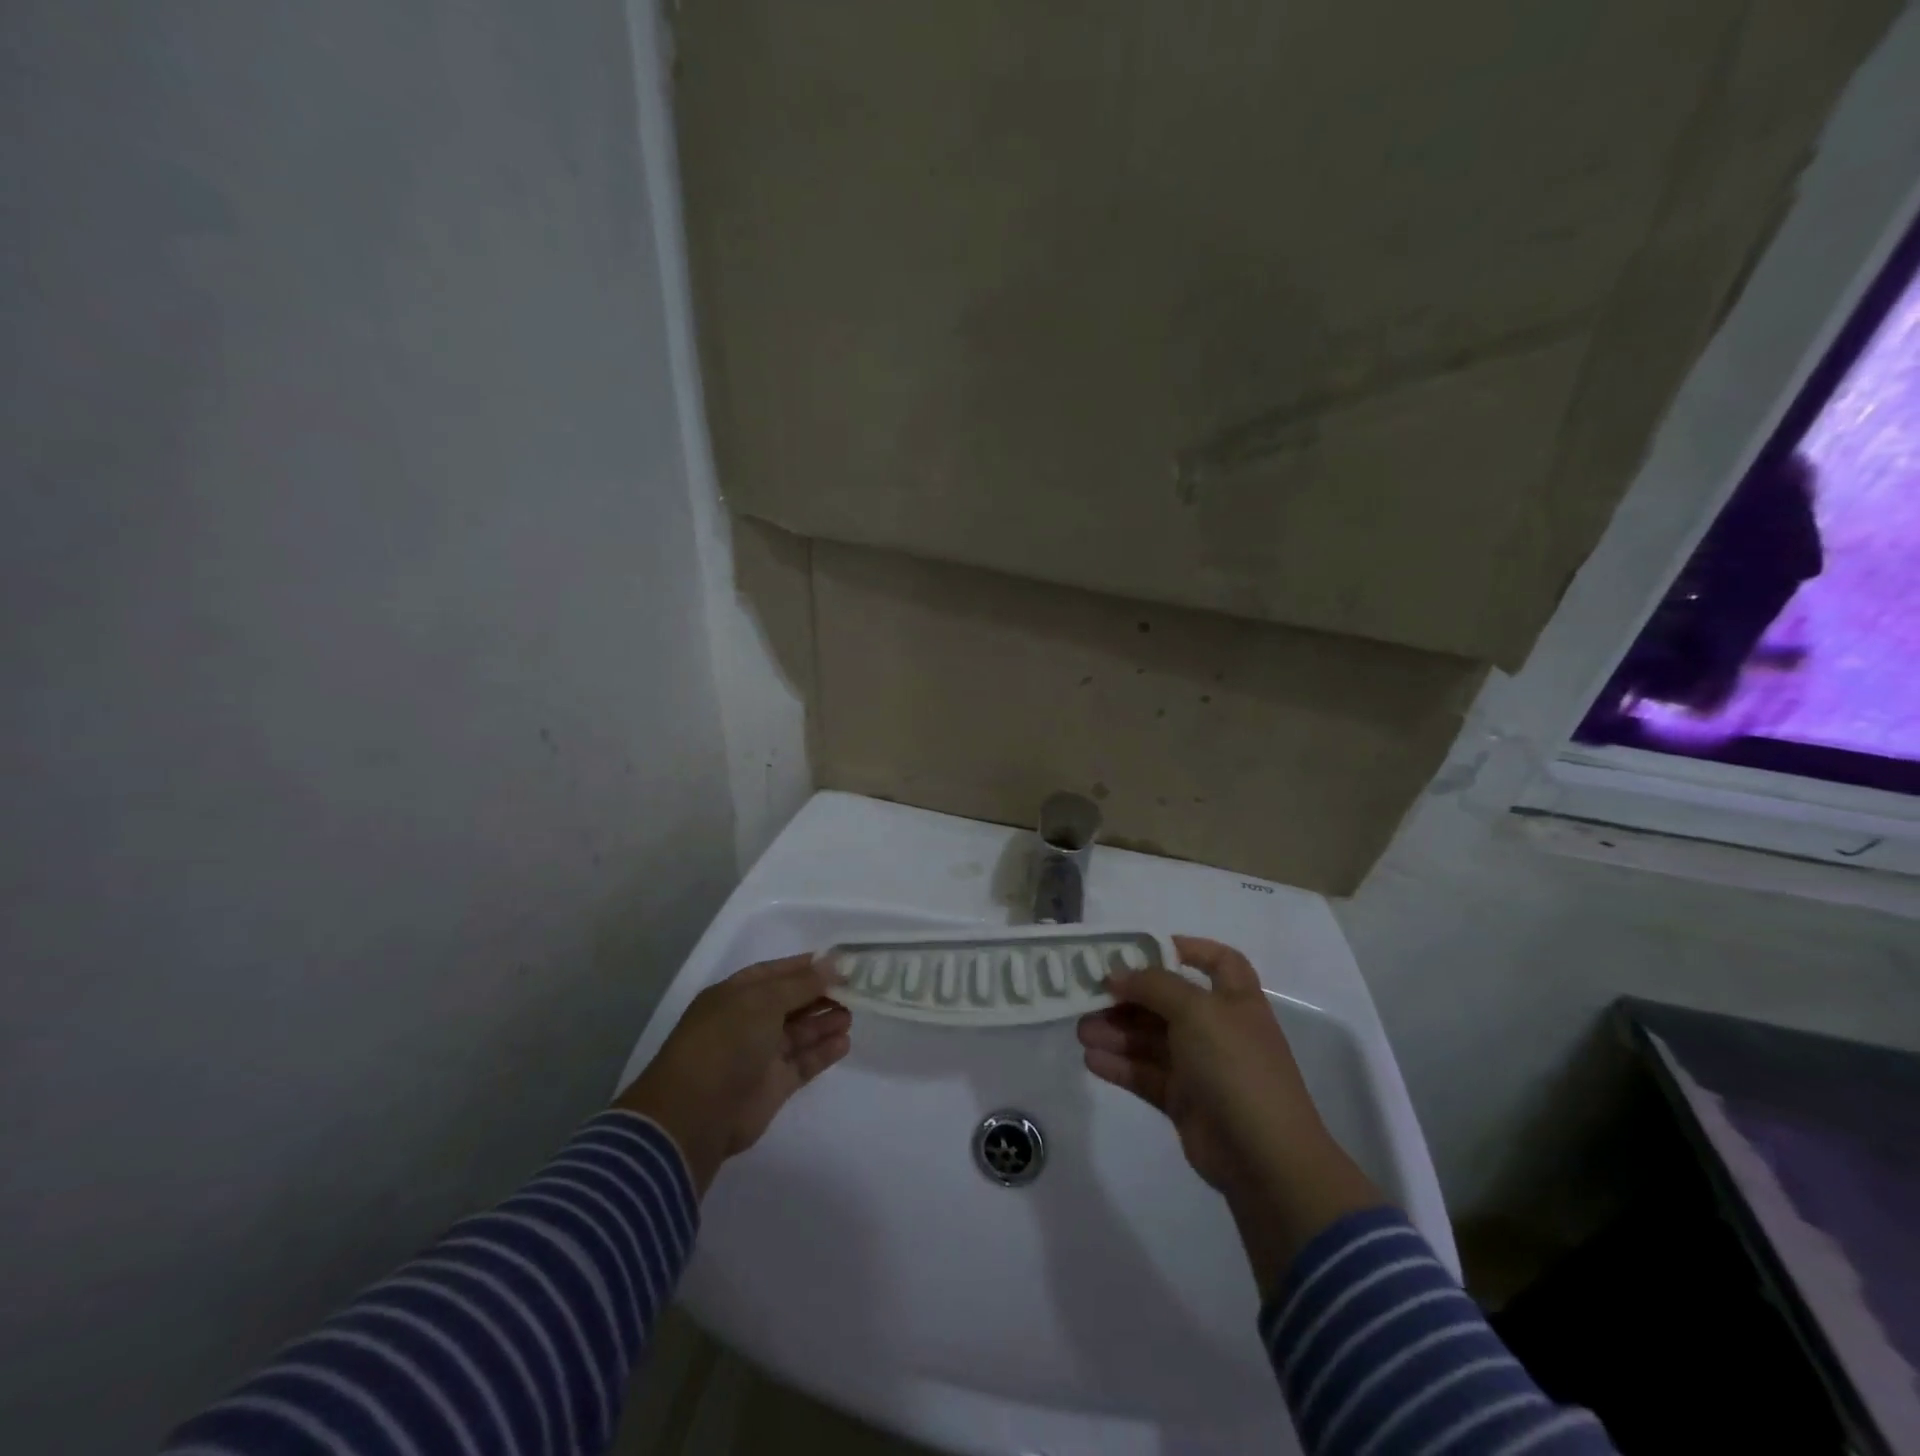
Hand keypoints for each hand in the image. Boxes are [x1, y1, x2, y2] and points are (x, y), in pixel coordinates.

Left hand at [616, 954, 850, 1194]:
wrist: (696, 1113)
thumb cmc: (726, 1042)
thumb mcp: (763, 1001)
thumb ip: (802, 983)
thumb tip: (833, 964)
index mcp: (736, 995)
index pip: (776, 972)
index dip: (806, 966)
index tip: (839, 962)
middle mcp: (748, 1021)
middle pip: (791, 1002)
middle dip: (821, 994)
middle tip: (855, 988)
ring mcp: (761, 1055)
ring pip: (800, 1032)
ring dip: (825, 1021)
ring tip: (853, 1013)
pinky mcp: (774, 1085)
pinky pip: (804, 1062)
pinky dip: (824, 1052)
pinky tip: (845, 1042)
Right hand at [1077, 936, 1381, 1290]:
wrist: (1264, 1156)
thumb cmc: (1236, 1066)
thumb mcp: (1197, 1011)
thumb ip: (1154, 985)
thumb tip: (1117, 974)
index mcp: (1235, 1000)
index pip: (1218, 961)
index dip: (1187, 949)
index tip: (1144, 948)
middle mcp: (1218, 1028)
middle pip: (1168, 1001)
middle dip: (1129, 996)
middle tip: (1090, 994)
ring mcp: (1201, 1066)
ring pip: (1151, 1039)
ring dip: (1116, 1031)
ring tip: (1081, 1030)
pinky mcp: (1183, 1100)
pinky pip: (1145, 1073)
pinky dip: (1119, 1065)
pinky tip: (1091, 1059)